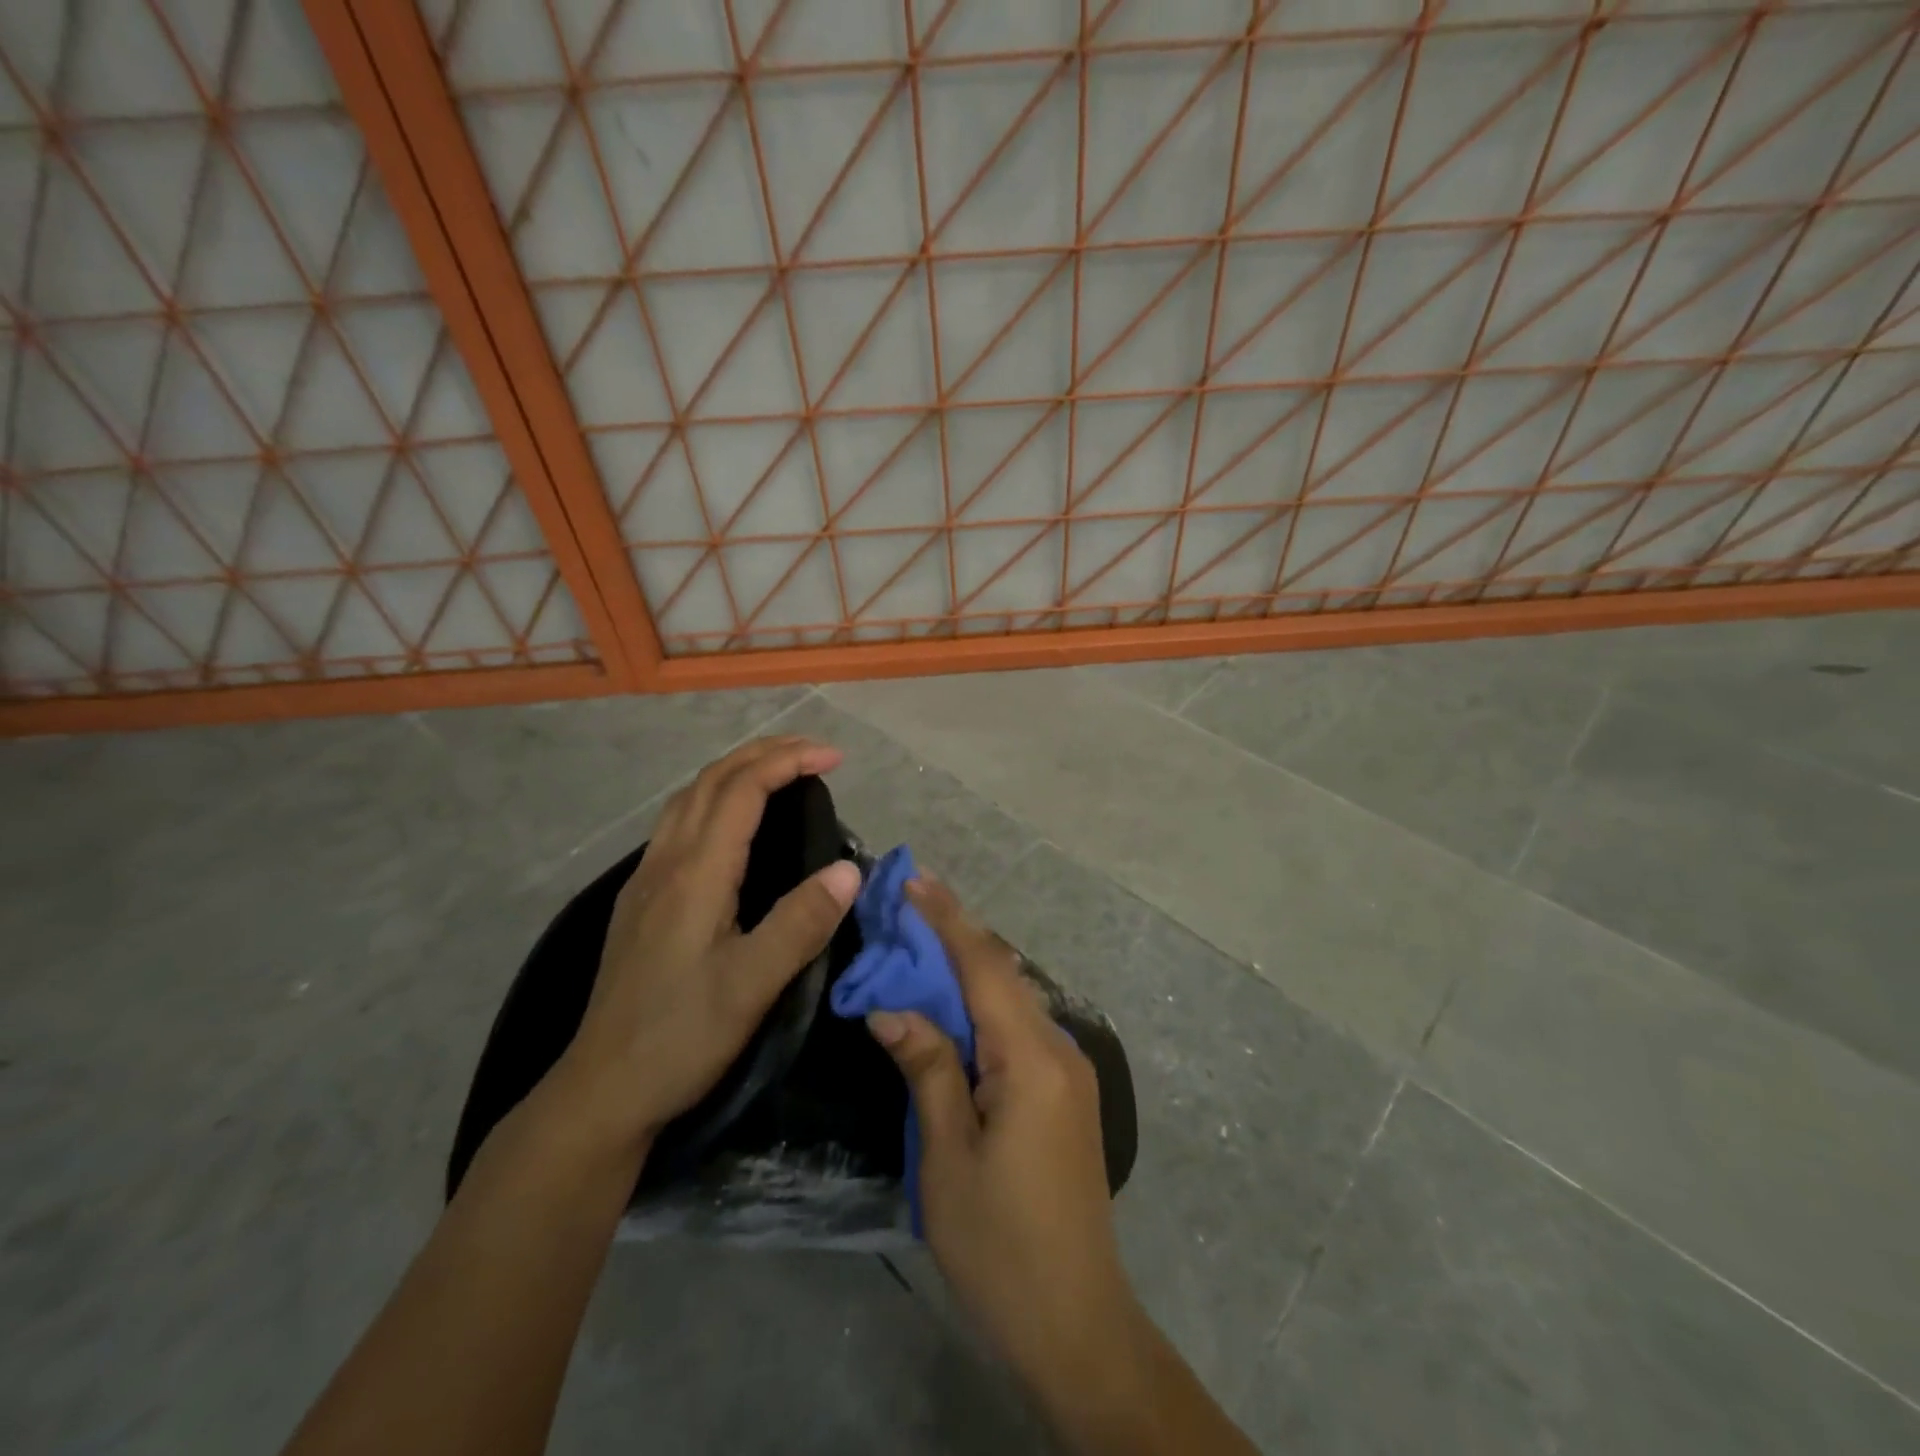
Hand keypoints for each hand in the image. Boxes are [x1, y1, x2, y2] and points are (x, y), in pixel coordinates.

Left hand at [554, 736, 861, 1155]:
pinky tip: (733, 823)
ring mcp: (647, 879)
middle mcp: (666, 862)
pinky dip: (716, 797)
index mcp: (695, 874)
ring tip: (780, 772)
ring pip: (690, 797)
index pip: (742, 790)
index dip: (789, 761)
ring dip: (737, 770)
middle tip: (815, 752)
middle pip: (712, 779)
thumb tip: (848, 869)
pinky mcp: (641, 900)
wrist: (602, 1090)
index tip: (836, 758)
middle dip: (764, 752)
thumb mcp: (752, 986)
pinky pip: (680, 822)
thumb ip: (801, 923)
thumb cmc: (681, 1038)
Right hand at [866, 878, 1144, 1402]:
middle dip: (953, 938)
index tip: (914, 879)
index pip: (984, 966)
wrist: (1077, 1323)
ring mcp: (1069, 1072)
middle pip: (1001, 976)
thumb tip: (892, 1006)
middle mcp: (1059, 1050)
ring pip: (1012, 1000)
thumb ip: (926, 1067)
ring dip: (967, 972)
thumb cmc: (1000, 1243)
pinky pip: (1020, 1030)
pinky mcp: (1066, 1095)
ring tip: (918, 948)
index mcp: (1031, 1059)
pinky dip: (983, 1008)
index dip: (947, 918)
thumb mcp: (947, 1156)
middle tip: (904, 909)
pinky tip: (952, 1009)